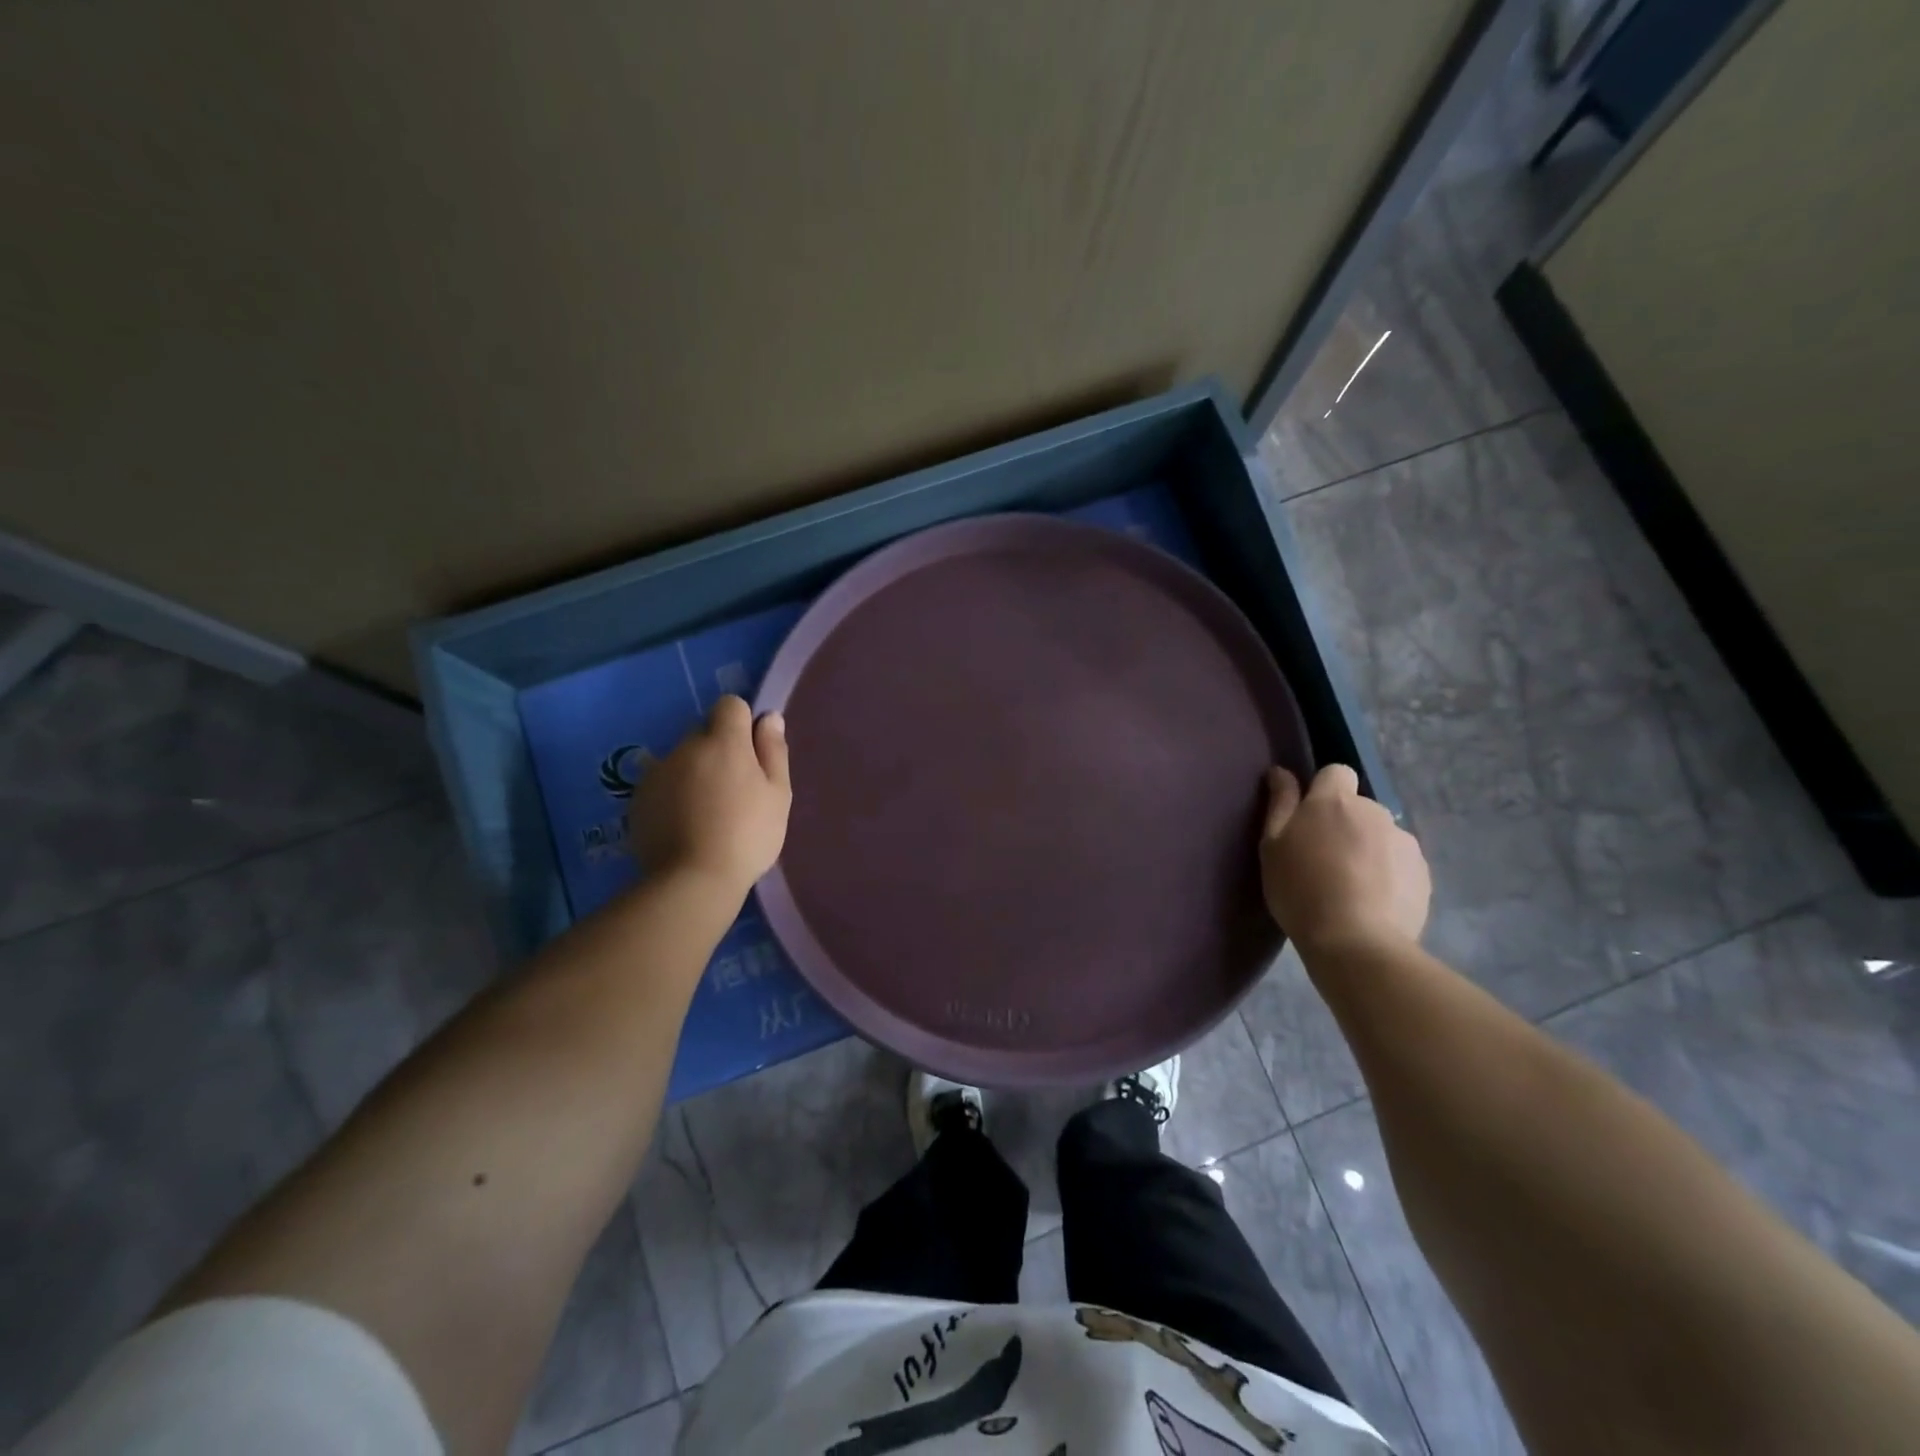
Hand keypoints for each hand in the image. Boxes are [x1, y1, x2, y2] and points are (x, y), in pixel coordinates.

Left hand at [630, 696, 790, 893]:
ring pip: (682, 759)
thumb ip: (773, 751)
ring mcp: (657, 772)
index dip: (742, 723)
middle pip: (704, 733)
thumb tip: (769, 717)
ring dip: (694, 773)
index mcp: (724, 742)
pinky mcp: (637, 798)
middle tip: (733, 790)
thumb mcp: (777, 795)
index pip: (730, 705)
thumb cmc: (747, 835)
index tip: (751, 754)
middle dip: (718, 750)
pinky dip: (673, 795)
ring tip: (707, 813)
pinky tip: (684, 825)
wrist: (692, 880)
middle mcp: (686, 747)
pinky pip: (662, 783)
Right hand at [1259, 763, 1429, 954]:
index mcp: (1335, 801)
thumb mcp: (1272, 846)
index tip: (1309, 818)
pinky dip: (1388, 875)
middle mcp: (1375, 812)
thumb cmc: (1300, 889)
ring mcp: (1405, 842)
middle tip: (1324, 860)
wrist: (1356, 942)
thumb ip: (1280, 803)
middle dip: (1345, 825)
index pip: (1337, 772)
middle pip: (1359, 808)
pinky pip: (1400, 864)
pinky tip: (1372, 903)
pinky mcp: (1423, 874)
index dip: (1324, 790)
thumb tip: (1281, 771)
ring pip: (1381, 836)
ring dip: (1368, 850)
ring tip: (1351, 887)